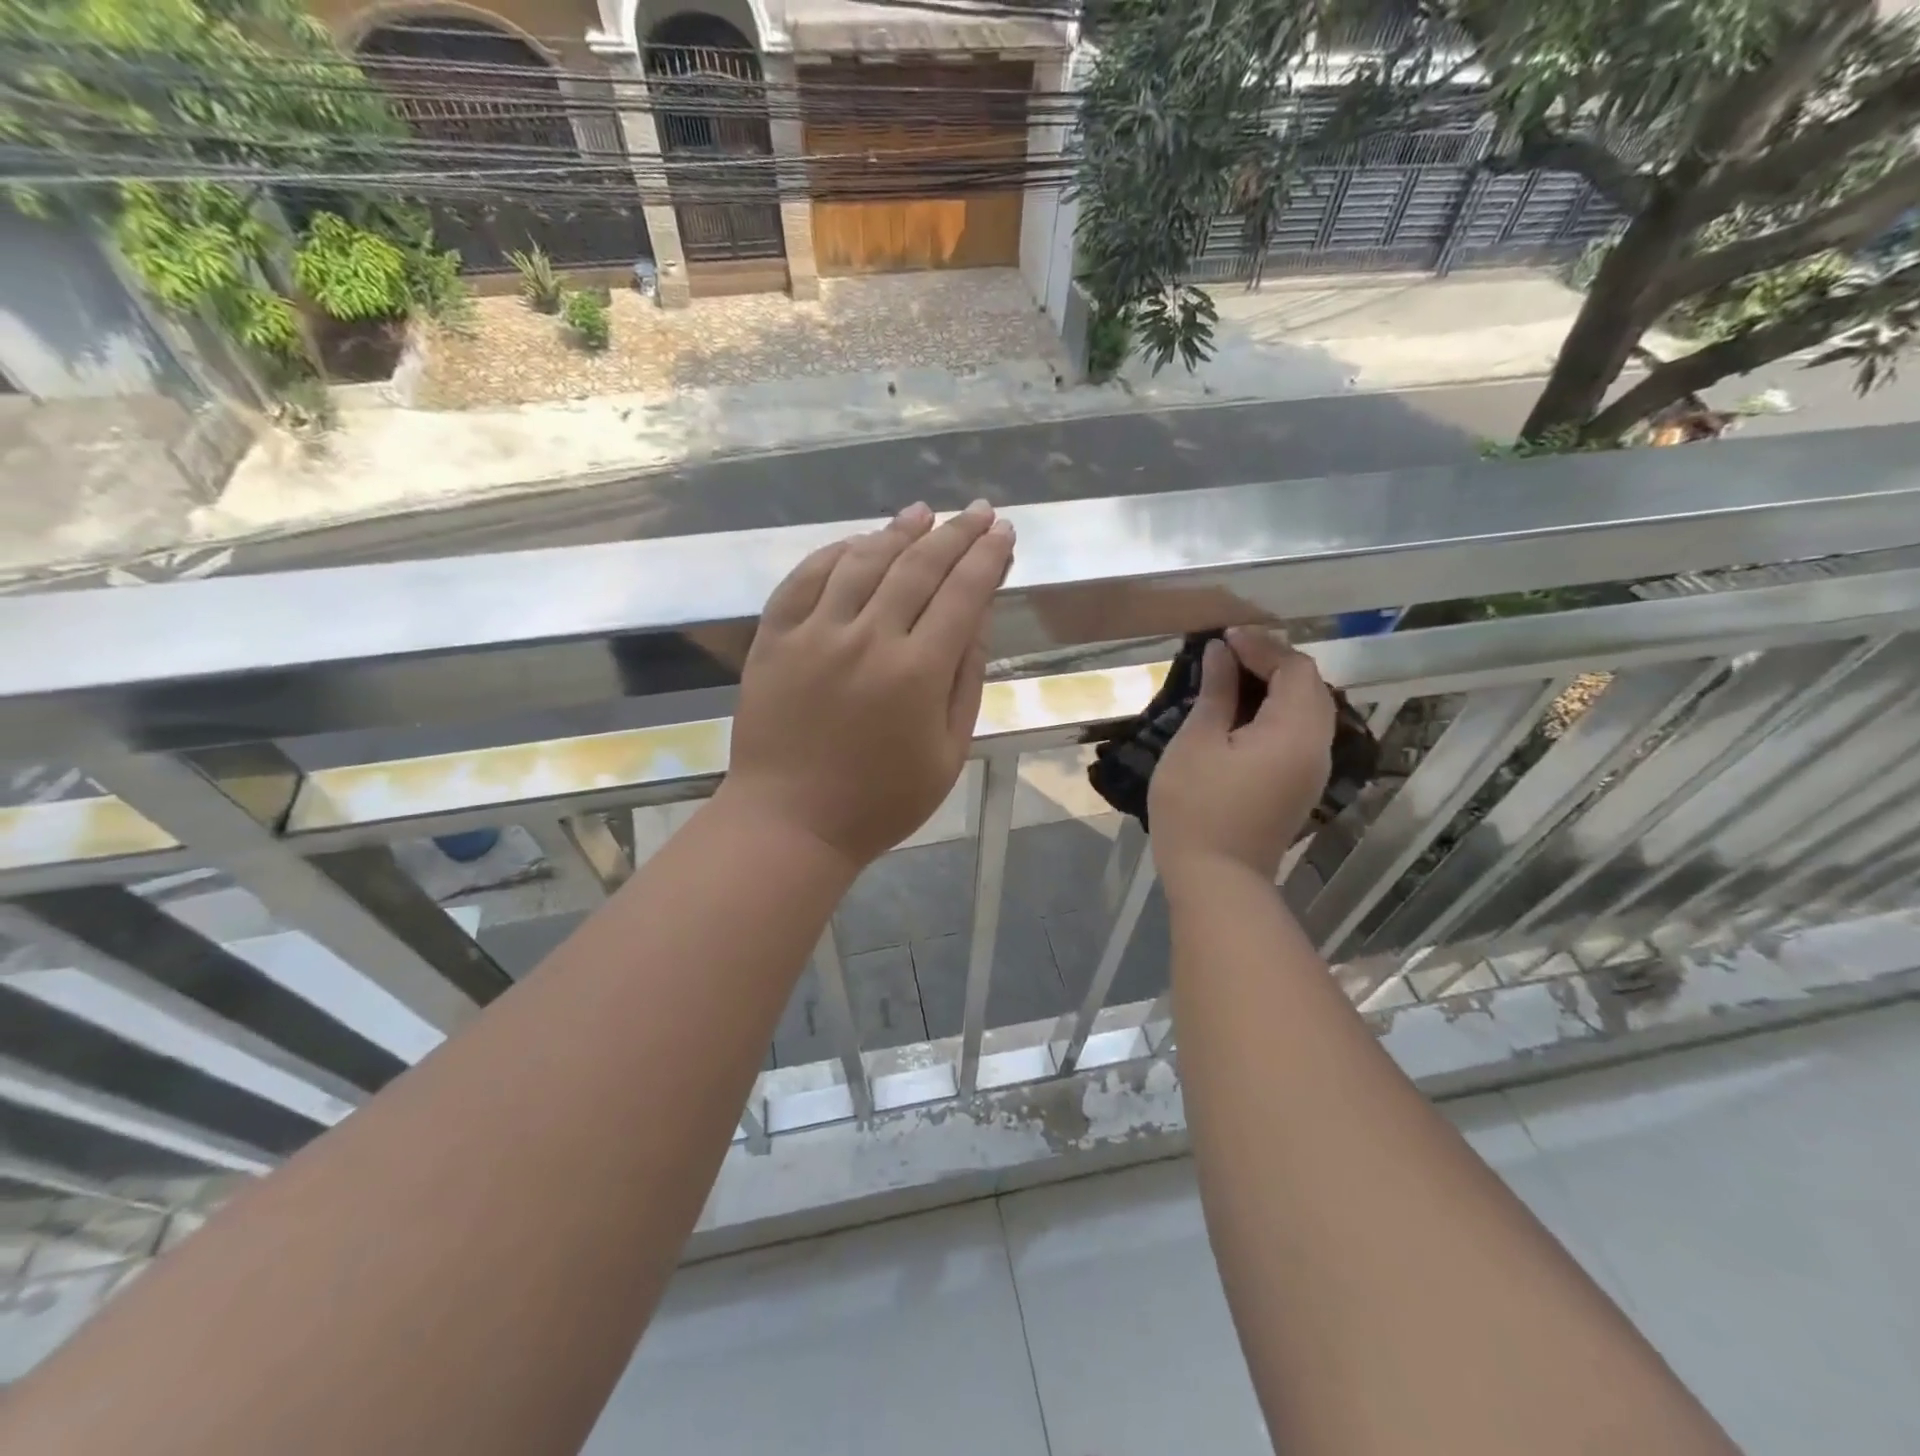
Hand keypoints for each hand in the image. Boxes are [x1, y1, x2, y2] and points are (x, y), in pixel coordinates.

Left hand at [720, 499, 1014, 869]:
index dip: (987, 556)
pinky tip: (857, 542)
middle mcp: (868, 639)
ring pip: (862, 561)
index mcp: (918, 673)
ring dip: (897, 531)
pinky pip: (806, 578)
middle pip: (918, 566)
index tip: (1003, 531)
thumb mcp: (948, 754)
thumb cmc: (880, 802)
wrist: (790, 822)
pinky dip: (835, 553)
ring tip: (922, 513)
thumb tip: (977, 620)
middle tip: (976, 510)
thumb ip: (966, 682)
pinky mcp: (774, 638)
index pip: (963, 594)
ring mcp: (815, 634)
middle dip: (954, 533)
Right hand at [1149, 627, 1334, 888]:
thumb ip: (1215, 692)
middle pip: (1310, 687)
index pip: (1295, 669)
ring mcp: (1311, 770)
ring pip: (1308, 710)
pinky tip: (1243, 713)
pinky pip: (1299, 733)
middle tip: (1229, 652)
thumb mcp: (1197, 742)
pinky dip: (1277, 712)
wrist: (1215, 880)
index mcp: (1295, 731)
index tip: (1223, 637)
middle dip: (1273, 661)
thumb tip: (1221, 653)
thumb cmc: (1197, 808)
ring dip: (1276, 686)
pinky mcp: (1300, 787)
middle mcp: (1316, 746)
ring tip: (1233, 677)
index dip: (1263, 646)